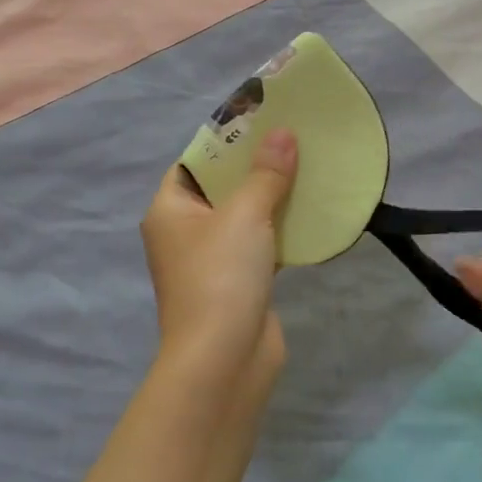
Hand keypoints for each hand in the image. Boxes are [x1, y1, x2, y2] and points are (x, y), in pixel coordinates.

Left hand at [140, 130, 297, 390]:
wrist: (224, 361)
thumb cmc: (220, 276)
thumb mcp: (245, 214)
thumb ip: (266, 173)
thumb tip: (283, 134)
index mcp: (170, 210)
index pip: (193, 162)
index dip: (224, 140)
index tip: (260, 120)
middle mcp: (185, 232)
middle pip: (221, 188)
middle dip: (255, 166)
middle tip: (292, 138)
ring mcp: (212, 260)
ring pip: (244, 216)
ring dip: (272, 197)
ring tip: (307, 166)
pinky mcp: (239, 283)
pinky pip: (261, 244)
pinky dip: (281, 229)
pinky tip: (311, 211)